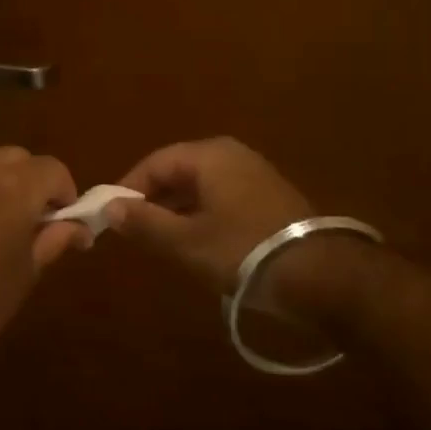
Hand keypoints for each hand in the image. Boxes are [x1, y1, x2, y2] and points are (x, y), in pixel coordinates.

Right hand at [105, 137, 312, 293]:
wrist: (321, 275)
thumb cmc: (243, 250)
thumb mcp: (185, 241)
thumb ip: (144, 222)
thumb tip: (109, 207)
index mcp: (208, 155)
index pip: (153, 163)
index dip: (127, 189)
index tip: (111, 217)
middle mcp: (231, 154)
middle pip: (177, 171)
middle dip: (152, 199)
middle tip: (134, 230)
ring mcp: (254, 173)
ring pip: (199, 186)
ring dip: (176, 209)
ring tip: (160, 240)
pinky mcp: (269, 195)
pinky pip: (221, 196)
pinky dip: (201, 214)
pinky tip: (197, 241)